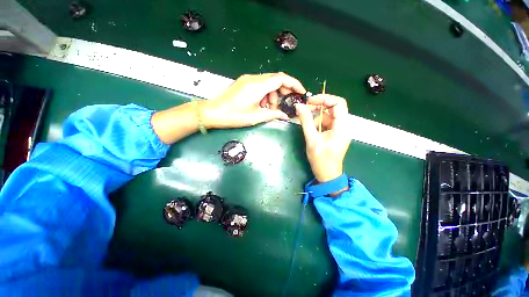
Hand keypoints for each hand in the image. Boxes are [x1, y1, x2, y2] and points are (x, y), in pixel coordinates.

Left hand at [202, 72, 305, 128]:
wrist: (213, 113)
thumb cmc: (234, 116)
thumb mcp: (256, 117)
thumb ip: (273, 114)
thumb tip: (286, 116)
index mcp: (258, 86)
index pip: (282, 78)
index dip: (294, 84)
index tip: (301, 92)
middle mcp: (254, 79)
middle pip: (276, 80)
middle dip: (283, 92)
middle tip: (284, 105)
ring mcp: (248, 79)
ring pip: (268, 83)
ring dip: (273, 95)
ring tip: (269, 109)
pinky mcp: (244, 83)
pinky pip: (260, 85)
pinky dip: (265, 94)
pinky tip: (261, 105)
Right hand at [295, 94, 350, 183]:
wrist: (327, 175)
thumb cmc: (321, 160)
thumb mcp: (312, 140)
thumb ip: (306, 122)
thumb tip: (299, 106)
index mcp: (342, 127)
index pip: (338, 103)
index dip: (324, 98)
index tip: (309, 101)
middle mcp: (343, 126)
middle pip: (333, 108)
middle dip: (318, 107)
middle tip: (304, 110)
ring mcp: (339, 130)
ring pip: (327, 116)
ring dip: (315, 117)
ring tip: (305, 124)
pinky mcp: (334, 134)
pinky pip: (325, 123)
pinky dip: (316, 123)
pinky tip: (310, 129)